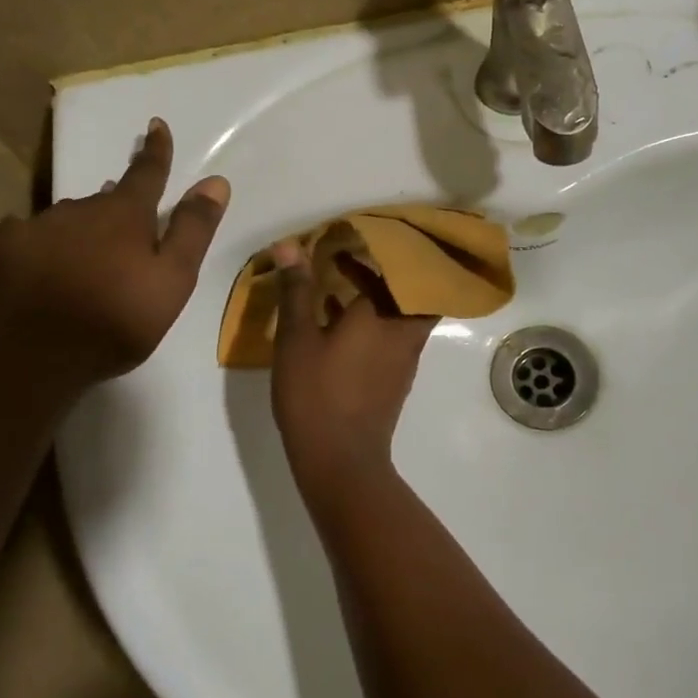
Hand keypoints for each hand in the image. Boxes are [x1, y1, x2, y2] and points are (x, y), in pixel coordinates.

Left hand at [0, 118, 229, 386]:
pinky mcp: (3, 251)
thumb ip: (193, 230)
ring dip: (84, 228)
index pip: (146, 173)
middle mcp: (79, 209)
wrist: (32, 359)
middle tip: (129, 227)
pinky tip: (44, 265)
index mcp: (123, 215)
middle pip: (105, 200)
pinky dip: (45, 244)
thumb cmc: (116, 322)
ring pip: (69, 217)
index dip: (156, 151)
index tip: (156, 125)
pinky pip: (30, 236)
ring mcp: (36, 227)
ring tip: (90, 255)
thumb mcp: (172, 281)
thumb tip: (216, 180)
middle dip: (119, 206)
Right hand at [270, 242, 437, 500]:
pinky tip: (342, 326)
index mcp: (382, 315)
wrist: (341, 459)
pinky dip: (376, 322)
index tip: (351, 238)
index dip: (376, 250)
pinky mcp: (397, 379)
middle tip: (353, 258)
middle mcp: (402, 331)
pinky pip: (394, 336)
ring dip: (380, 297)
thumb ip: (296, 290)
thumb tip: (289, 245)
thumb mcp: (296, 338)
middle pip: (408, 289)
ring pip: (402, 313)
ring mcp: (404, 357)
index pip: (391, 268)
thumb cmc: (316, 393)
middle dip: (384, 271)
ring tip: (342, 287)